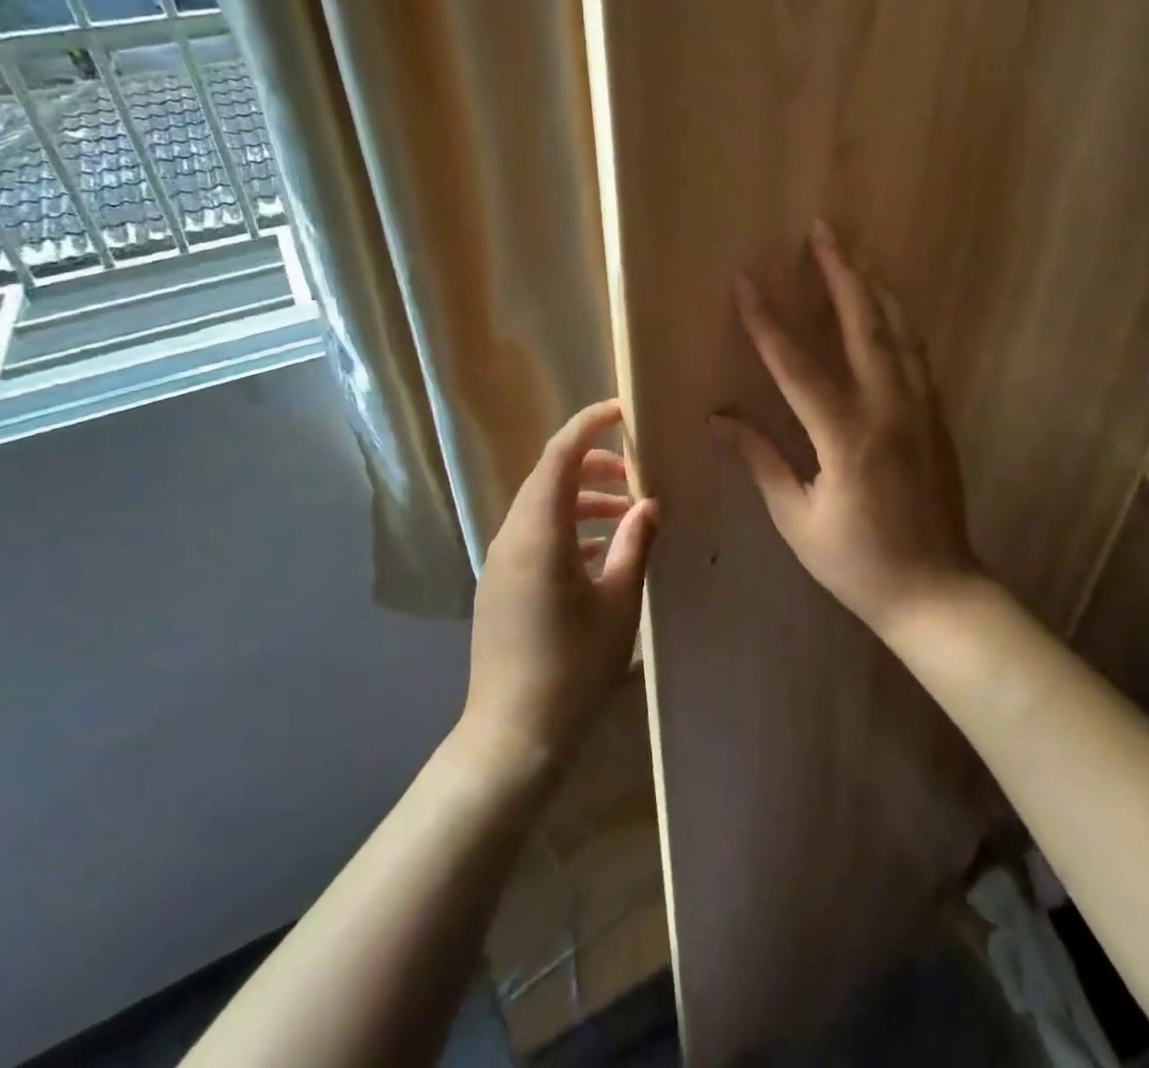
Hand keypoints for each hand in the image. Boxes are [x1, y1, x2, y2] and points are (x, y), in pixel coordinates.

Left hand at [459, 399, 658, 780]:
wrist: (513, 737)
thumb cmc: (574, 669)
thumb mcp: (619, 604)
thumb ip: (634, 544)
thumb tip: (649, 504)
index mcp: (539, 533)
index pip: (559, 455)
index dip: (589, 425)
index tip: (622, 411)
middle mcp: (511, 537)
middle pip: (549, 476)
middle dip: (593, 464)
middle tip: (636, 474)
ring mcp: (500, 561)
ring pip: (542, 507)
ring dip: (583, 500)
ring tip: (628, 515)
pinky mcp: (500, 584)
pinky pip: (534, 536)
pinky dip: (567, 528)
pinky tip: (601, 552)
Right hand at [712, 221, 983, 634]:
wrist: (938, 592)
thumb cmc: (858, 563)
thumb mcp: (798, 518)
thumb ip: (762, 460)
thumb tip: (719, 418)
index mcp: (848, 438)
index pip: (798, 365)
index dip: (768, 321)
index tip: (746, 282)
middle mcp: (890, 410)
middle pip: (865, 325)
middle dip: (841, 272)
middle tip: (823, 229)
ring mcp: (921, 409)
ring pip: (899, 331)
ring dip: (873, 286)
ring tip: (853, 251)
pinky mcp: (936, 417)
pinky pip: (915, 353)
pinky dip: (896, 319)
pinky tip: (883, 305)